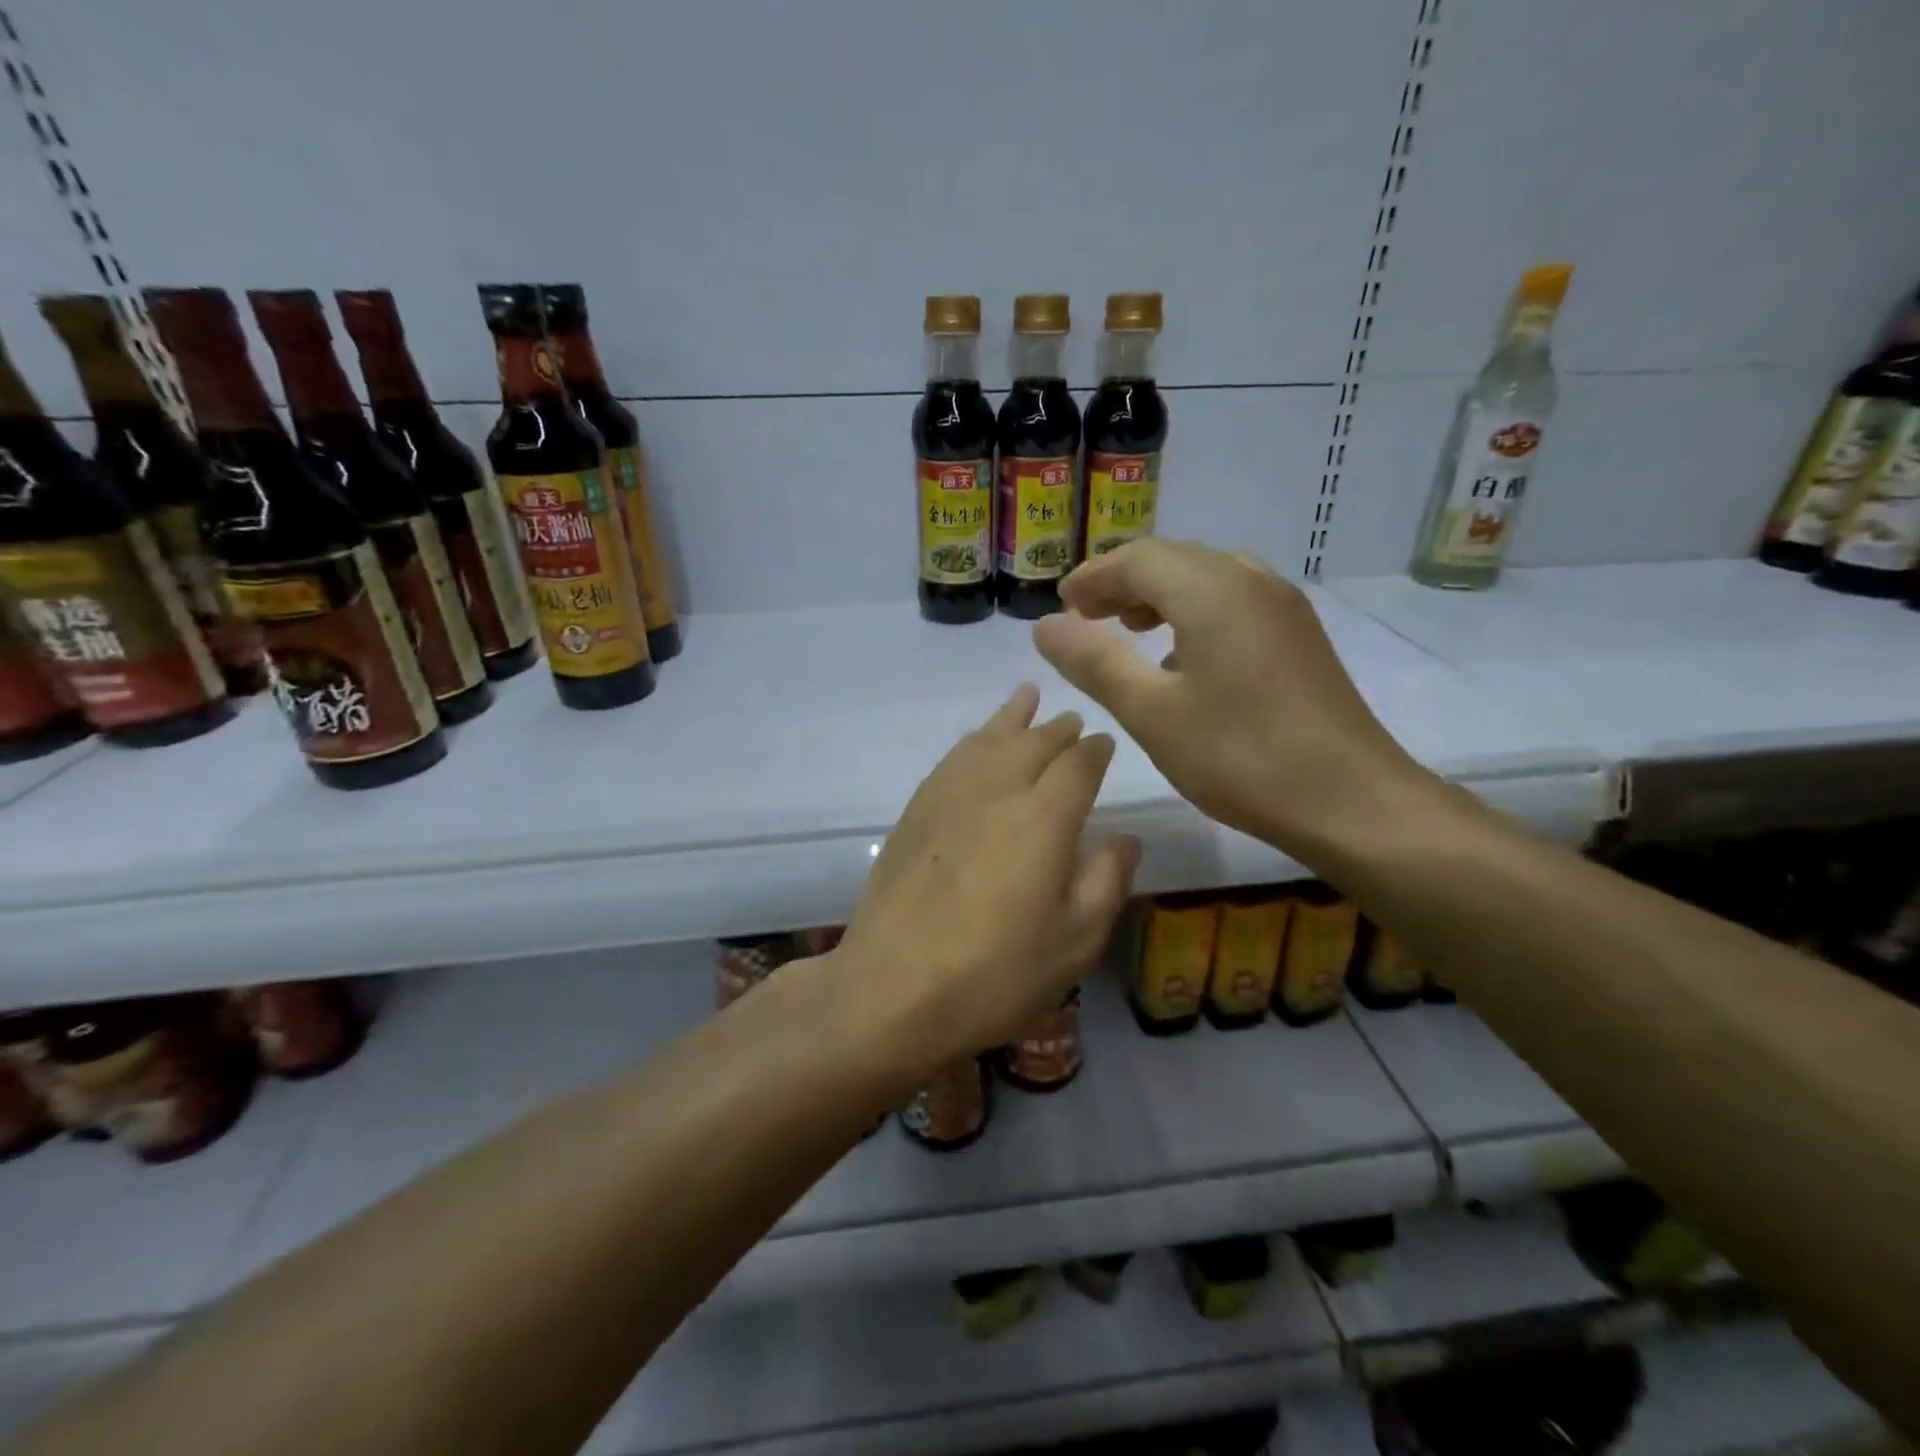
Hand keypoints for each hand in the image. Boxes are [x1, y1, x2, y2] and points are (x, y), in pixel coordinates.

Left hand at [830, 685, 1140, 1079]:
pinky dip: (972, 741)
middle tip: (1072, 721)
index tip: (1104, 743)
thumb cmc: (996, 974)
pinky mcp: (914, 812)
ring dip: (1012, 718)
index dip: (1095, 750)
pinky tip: (976, 743)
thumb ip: (1106, 881)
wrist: (893, 988)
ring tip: (1026, 698)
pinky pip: (951, 759)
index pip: (1078, 765)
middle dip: (1057, 729)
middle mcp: (997, 791)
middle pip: (1033, 743)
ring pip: (987, 740)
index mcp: (1044, 818)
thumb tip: (1127, 837)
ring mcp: (948, 797)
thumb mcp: (1074, 942)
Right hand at [1032, 540, 1431, 858]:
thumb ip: (1095, 662)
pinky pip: (1234, 601)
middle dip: (1124, 581)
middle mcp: (1251, 581)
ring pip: (1207, 578)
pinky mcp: (1299, 636)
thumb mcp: (1151, 712)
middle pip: (1174, 560)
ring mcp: (1283, 607)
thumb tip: (1046, 626)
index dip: (1094, 576)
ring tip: (1128, 629)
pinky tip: (1182, 657)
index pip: (1139, 558)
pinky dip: (1194, 612)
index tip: (1062, 604)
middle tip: (1086, 616)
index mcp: (1212, 591)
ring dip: (1160, 595)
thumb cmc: (1240, 756)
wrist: (1351, 801)